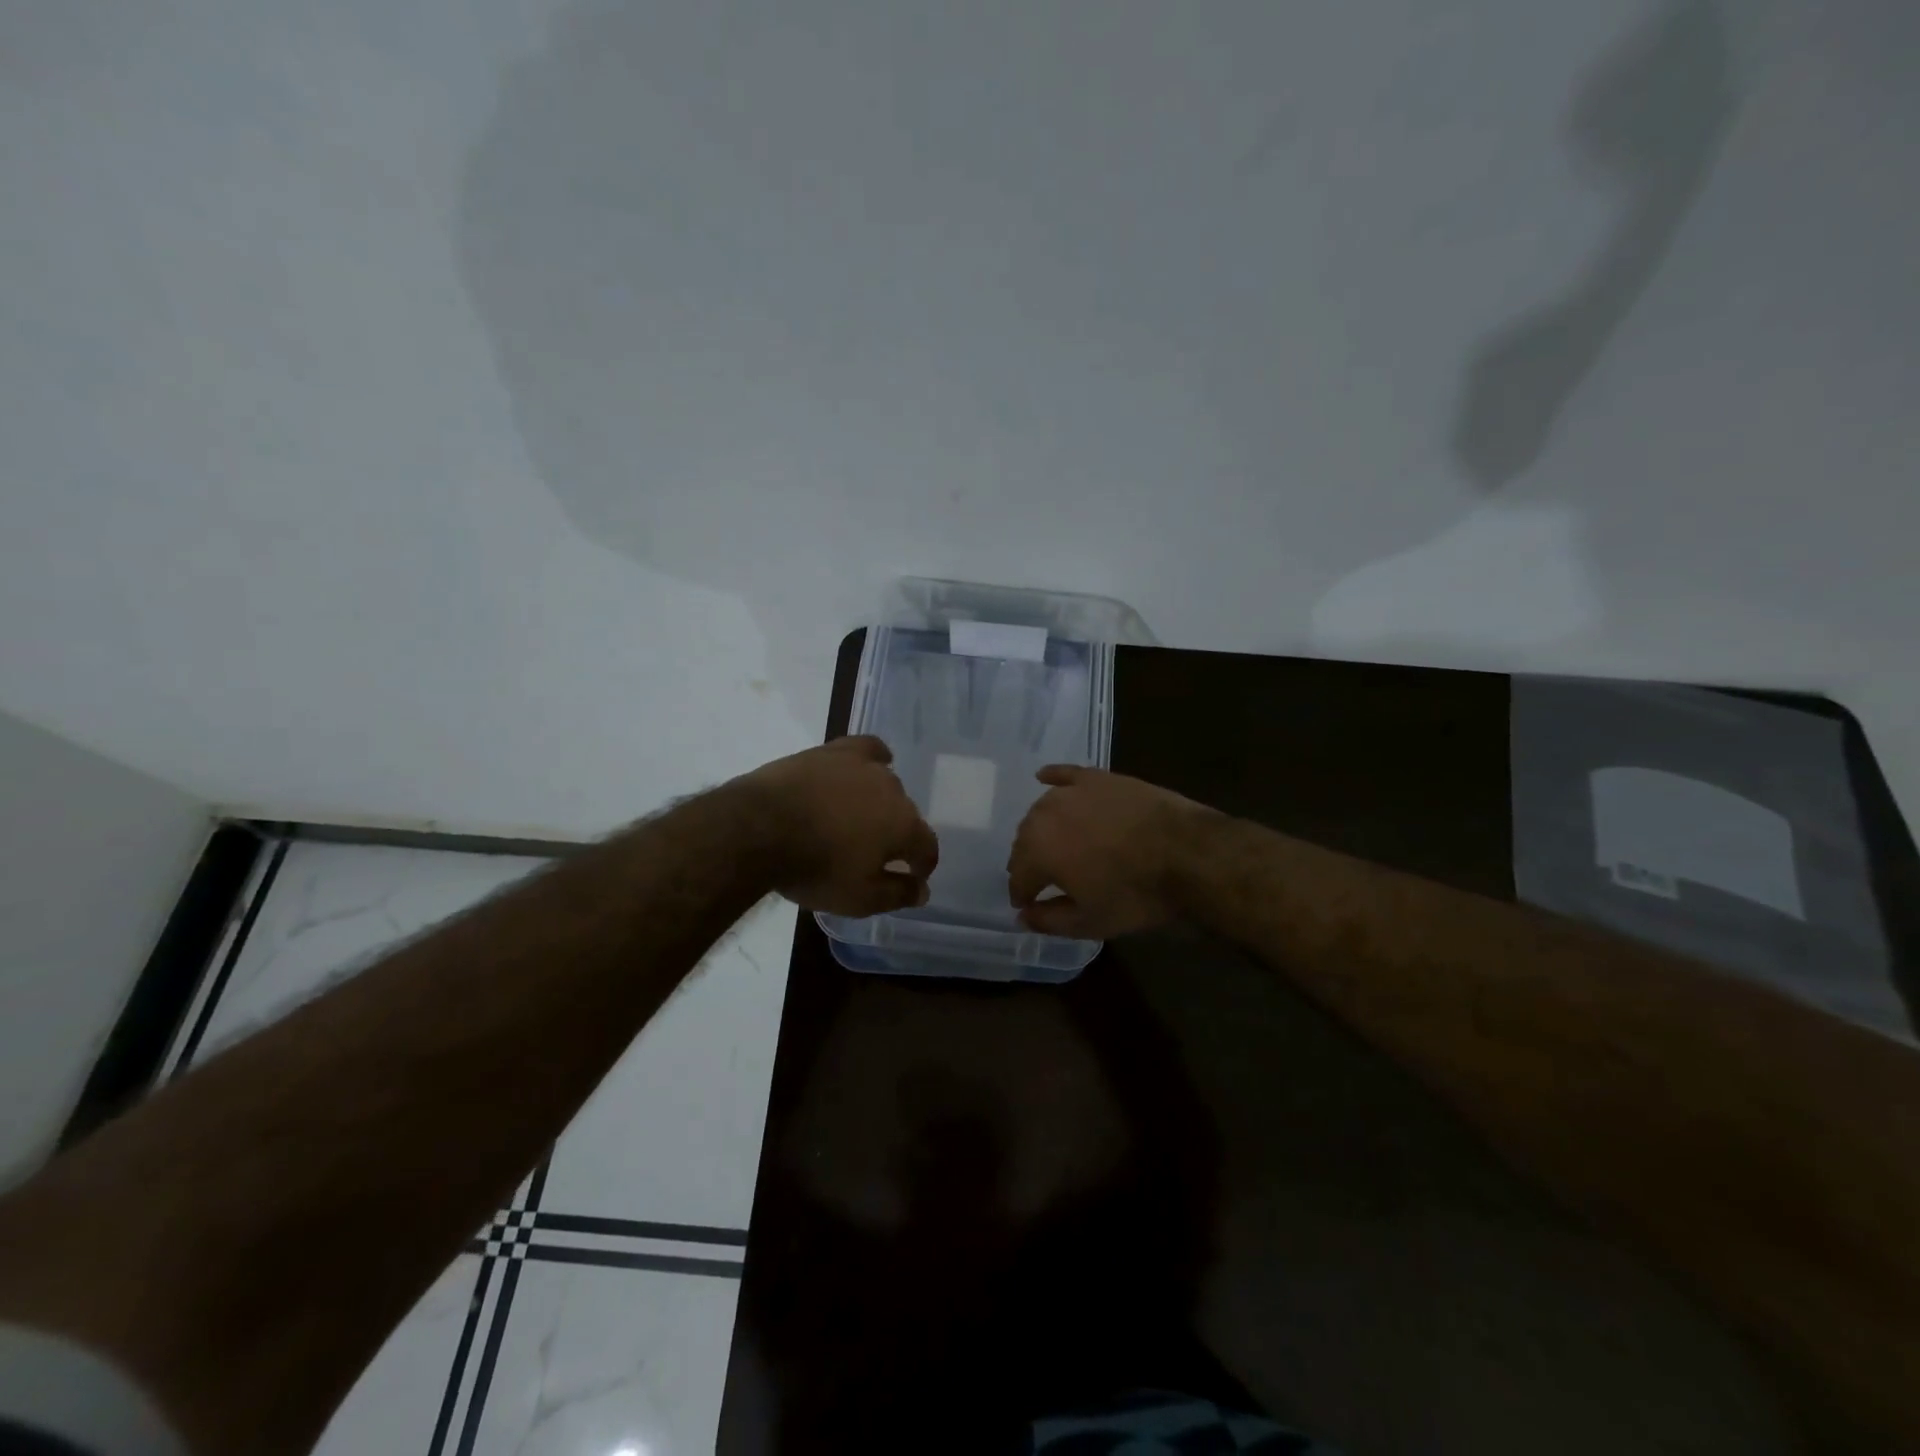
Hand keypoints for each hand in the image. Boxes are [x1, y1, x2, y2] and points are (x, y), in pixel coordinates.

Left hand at [739, 735, 938, 916]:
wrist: (759, 828)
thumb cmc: (814, 868)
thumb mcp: (859, 898)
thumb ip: (897, 894)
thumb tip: (923, 890)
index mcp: (905, 826)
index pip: (927, 847)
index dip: (922, 865)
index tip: (911, 878)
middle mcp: (893, 790)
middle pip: (906, 815)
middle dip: (897, 835)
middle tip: (873, 854)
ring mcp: (863, 766)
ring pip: (885, 784)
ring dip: (880, 803)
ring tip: (859, 818)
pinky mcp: (834, 751)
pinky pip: (867, 749)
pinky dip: (873, 758)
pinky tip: (869, 765)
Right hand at [1006, 766, 1209, 937]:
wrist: (1187, 853)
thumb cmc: (1135, 893)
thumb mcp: (1090, 921)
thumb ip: (1049, 921)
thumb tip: (1023, 916)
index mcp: (1037, 852)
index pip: (1017, 877)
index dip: (1021, 894)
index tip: (1029, 905)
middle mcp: (1044, 816)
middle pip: (1025, 841)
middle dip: (1028, 861)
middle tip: (1043, 878)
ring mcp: (1071, 792)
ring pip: (1042, 810)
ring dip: (1040, 829)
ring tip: (1053, 843)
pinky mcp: (1096, 777)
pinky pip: (1064, 775)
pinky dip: (1052, 779)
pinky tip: (1044, 779)